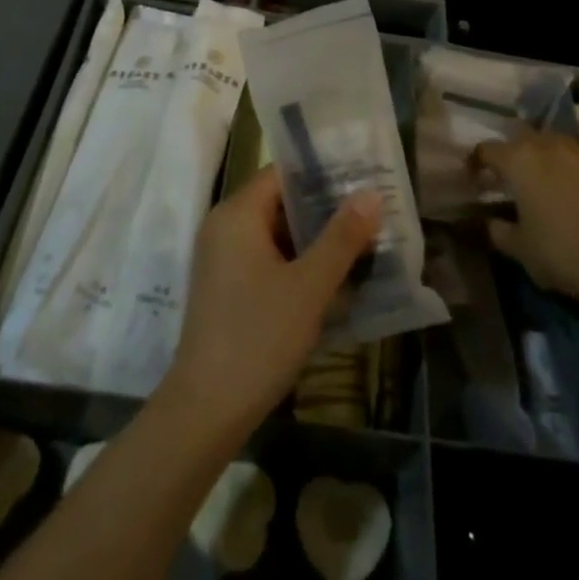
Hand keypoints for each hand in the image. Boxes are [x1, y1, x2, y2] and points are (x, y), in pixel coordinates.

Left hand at [159, 168, 380, 437]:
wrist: (207, 407)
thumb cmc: (259, 337)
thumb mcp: (309, 286)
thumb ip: (341, 237)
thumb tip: (371, 193)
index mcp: (237, 214)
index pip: (282, 173)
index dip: (322, 171)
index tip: (362, 175)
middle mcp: (223, 226)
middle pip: (278, 200)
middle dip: (324, 206)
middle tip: (371, 209)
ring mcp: (221, 257)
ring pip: (274, 231)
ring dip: (313, 236)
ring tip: (361, 238)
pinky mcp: (226, 285)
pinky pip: (265, 256)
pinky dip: (296, 259)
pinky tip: (332, 274)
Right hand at [473, 123, 578, 302]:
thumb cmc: (559, 254)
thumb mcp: (518, 248)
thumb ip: (498, 230)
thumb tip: (490, 221)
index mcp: (518, 162)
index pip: (488, 150)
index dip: (479, 162)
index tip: (477, 179)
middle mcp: (548, 147)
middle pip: (522, 135)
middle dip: (512, 149)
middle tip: (510, 172)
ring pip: (557, 135)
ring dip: (545, 143)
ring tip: (542, 157)